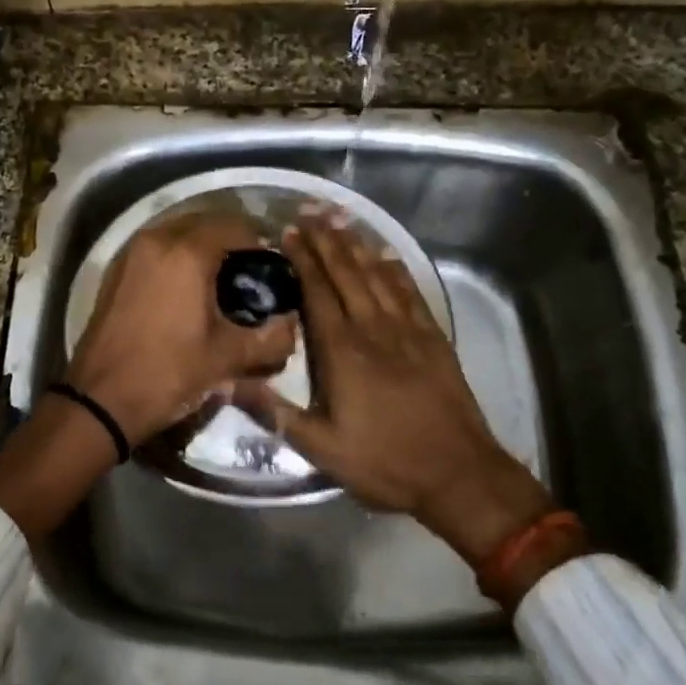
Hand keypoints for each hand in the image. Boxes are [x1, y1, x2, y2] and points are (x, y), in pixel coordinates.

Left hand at [66, 212, 296, 446]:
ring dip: (202, 245)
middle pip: (205, 222)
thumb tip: (293, 326)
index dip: (260, 241)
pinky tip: (188, 286)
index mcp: (187, 252)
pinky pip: (156, 247)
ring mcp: (131, 252)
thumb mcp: (226, 358)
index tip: (274, 266)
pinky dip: (177, 255)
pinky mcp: (116, 270)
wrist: (100, 400)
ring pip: (177, 231)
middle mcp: (157, 240)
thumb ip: (270, 339)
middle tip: (251, 270)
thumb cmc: (168, 373)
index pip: (235, 226)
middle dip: (231, 239)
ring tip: (222, 277)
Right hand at [240, 214, 554, 565]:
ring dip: (357, 246)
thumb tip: (228, 383)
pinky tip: (386, 255)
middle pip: (347, 273)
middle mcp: (374, 329)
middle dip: (326, 240)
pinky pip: (410, 292)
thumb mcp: (321, 448)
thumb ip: (275, 413)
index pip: (318, 292)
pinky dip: (395, 270)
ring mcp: (408, 330)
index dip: (303, 260)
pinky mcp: (433, 338)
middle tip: (309, 211)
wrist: (458, 473)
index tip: (288, 232)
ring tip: (340, 219)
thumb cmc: (384, 462)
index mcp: (343, 352)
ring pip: (378, 276)